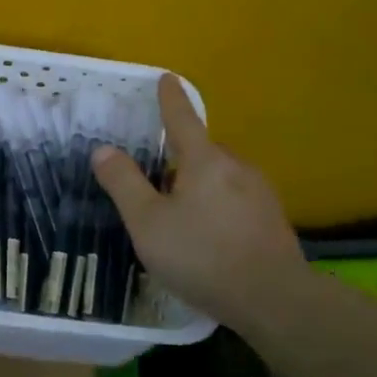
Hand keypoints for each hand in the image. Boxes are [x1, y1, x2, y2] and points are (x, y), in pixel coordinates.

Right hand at [91, 75, 304, 325]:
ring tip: (180, 217)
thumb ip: (123, 183)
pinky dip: (217, 206)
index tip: (167, 78)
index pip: (182, 119)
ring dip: (199, 186)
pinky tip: (208, 236)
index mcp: (204, 161)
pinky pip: (235, 200)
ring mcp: (260, 193)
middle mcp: (236, 167)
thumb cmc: (201, 255)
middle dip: (180, 159)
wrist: (273, 298)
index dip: (170, 99)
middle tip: (156, 183)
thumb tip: (103, 149)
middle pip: (202, 152)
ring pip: (220, 177)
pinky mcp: (272, 219)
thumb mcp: (147, 222)